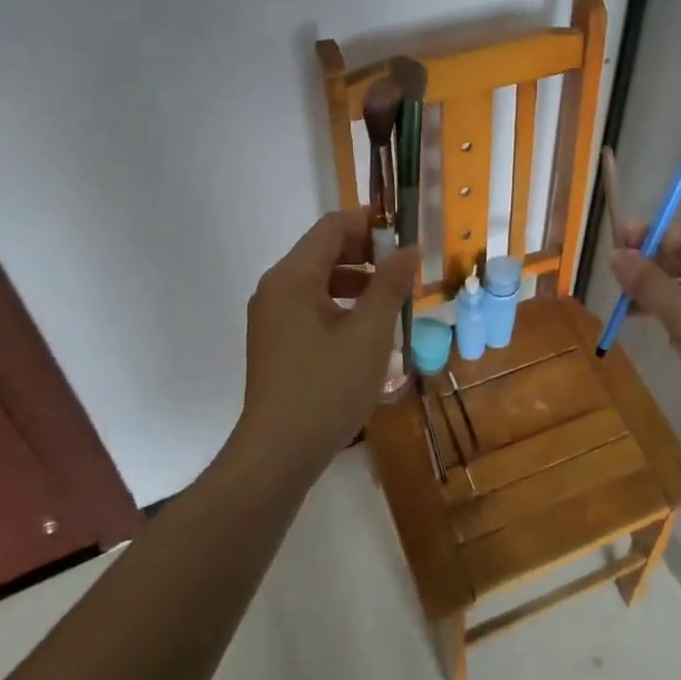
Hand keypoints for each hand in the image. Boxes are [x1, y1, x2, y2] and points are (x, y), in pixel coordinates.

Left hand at [236, 209, 417, 482]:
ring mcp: (272, 316)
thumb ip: (390, 285)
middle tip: (405, 269)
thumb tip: (408, 249)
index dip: (371, 223)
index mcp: (293, 277)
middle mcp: (276, 288)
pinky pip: (312, 306)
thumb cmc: (326, 388)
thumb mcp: (369, 334)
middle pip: (324, 250)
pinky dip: (342, 305)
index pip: (332, 227)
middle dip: (367, 253)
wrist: (277, 456)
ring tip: (394, 300)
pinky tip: (368, 330)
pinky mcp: (276, 341)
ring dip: (358, 281)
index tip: (406, 234)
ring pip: (320, 280)